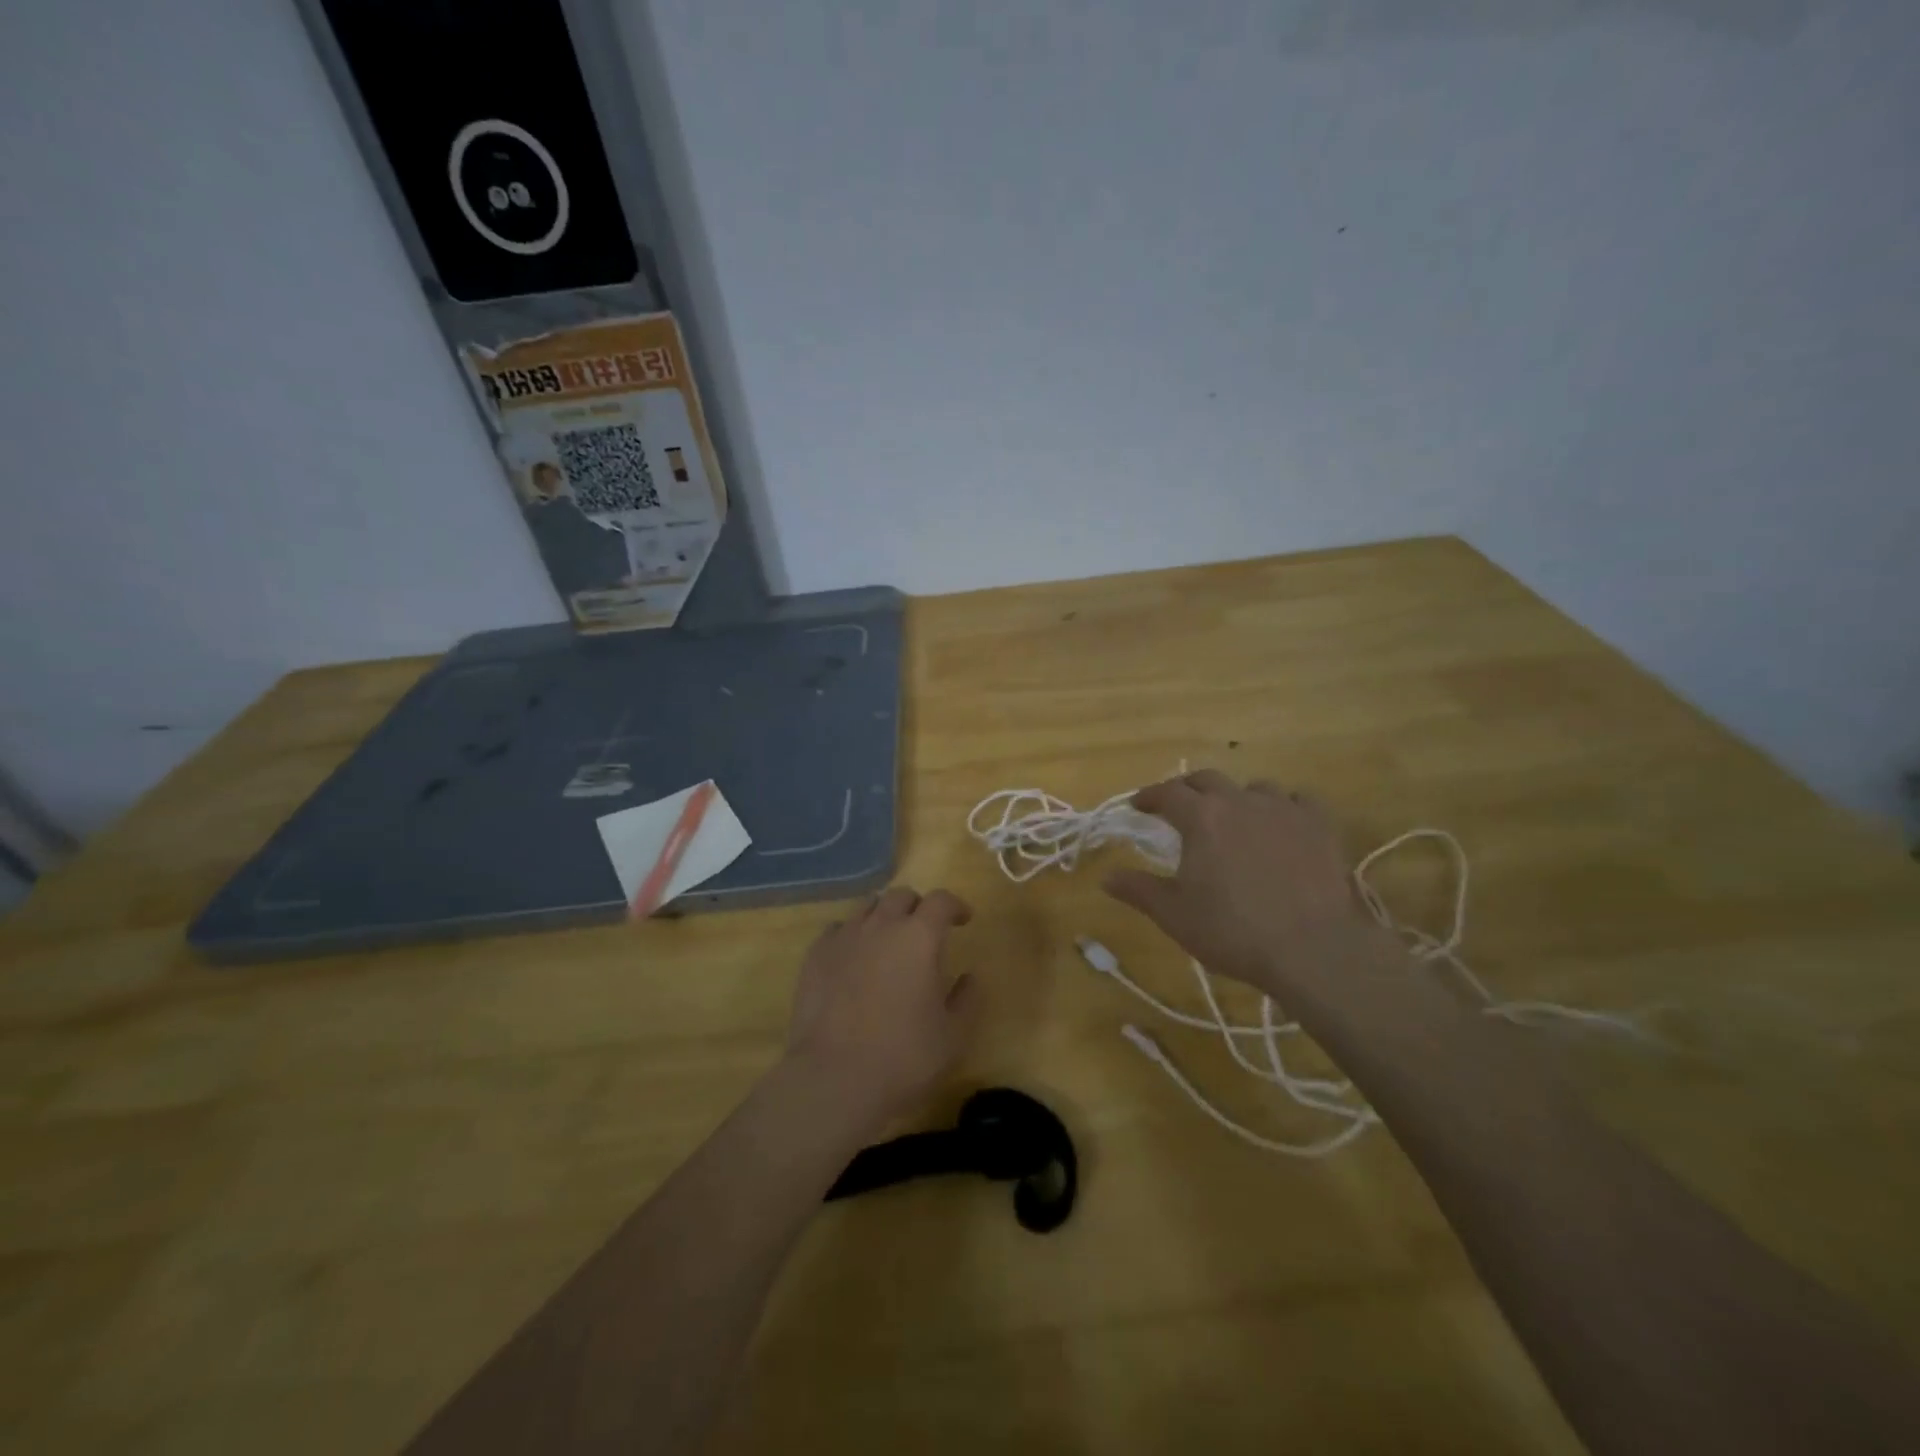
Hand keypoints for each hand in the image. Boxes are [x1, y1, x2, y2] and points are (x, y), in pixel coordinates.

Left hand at [784, 886, 976, 1130]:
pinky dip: (852, 935)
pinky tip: (854, 958)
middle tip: (925, 931)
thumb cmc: (903, 1057)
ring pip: (868, 908)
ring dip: (884, 916)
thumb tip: (969, 978)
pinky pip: (838, 930)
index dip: (955, 906)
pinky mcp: (814, 956)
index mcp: (919, 938)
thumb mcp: (953, 1036)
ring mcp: (844, 938)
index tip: (963, 920)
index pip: (940, 901)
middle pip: (901, 896)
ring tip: (888, 942)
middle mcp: (881, 926)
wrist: (833, 1078)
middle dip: (917, 907)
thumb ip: (966, 999)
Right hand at [1104, 771, 1398, 1008]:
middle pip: (1206, 779)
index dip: (1148, 797)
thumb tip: (1105, 877)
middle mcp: (1239, 800)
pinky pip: (1296, 800)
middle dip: (1187, 790)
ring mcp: (1283, 808)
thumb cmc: (1234, 930)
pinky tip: (1281, 823)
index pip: (1166, 792)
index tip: (1138, 806)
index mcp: (1200, 817)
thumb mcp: (1175, 915)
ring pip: (1252, 787)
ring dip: (1235, 797)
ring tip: (1232, 817)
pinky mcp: (1319, 824)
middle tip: (1178, 807)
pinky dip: (1281, 806)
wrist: (1314, 948)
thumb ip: (1138, 890)